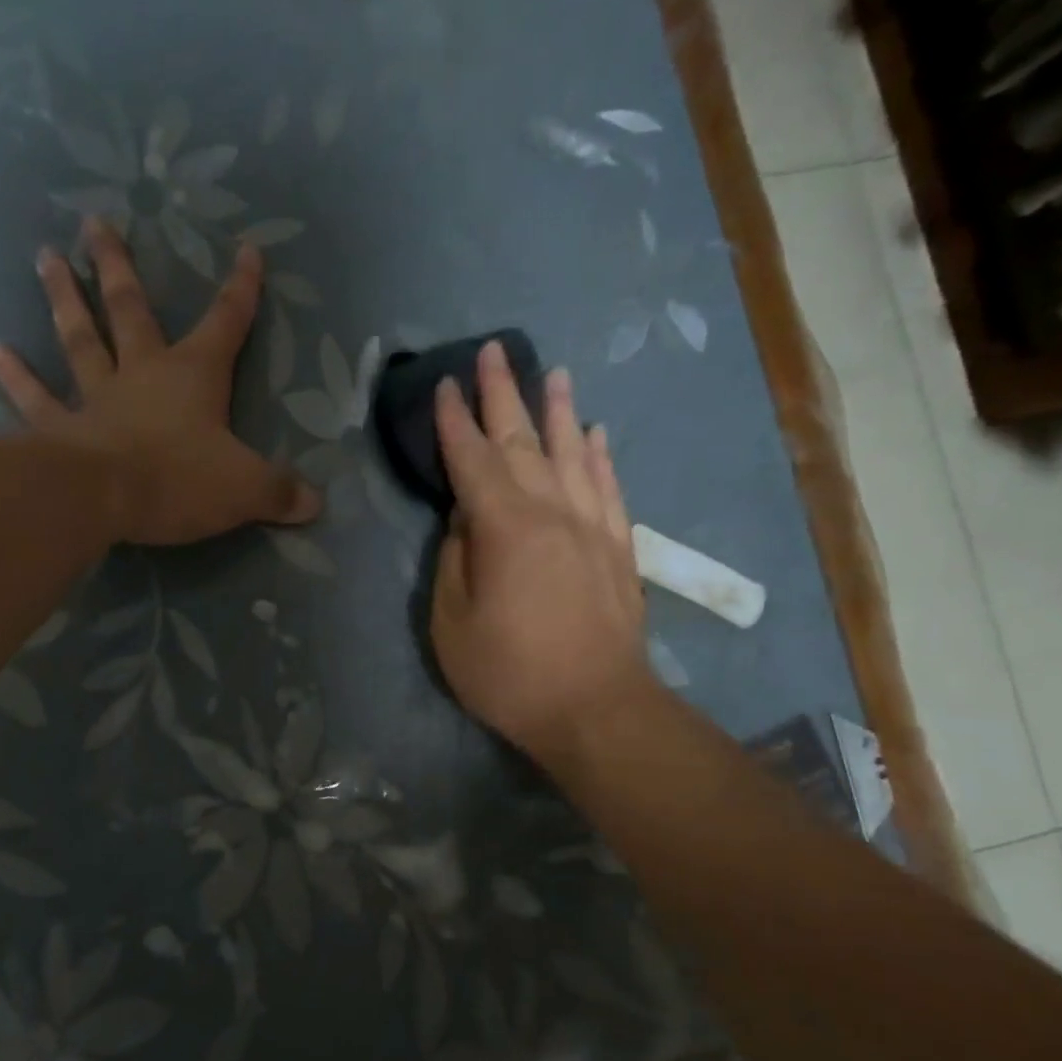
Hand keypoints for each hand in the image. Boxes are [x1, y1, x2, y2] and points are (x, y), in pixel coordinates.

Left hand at [0, 218, 320, 545]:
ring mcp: (96, 396)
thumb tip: (315, 504)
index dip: (241, 289)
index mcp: (194, 376)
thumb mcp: (246, 488)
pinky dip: (13, 375)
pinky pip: (34, 397)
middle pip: (130, 309)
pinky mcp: (60, 428)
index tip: (247, 251)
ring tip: (45, 256)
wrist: (104, 498)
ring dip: (63, 297)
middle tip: (94, 222)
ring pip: (79, 337)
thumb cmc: (180, 481)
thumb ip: (280, 493)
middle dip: (117, 266)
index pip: (226, 323)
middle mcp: (142, 373)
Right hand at [430, 342, 656, 761]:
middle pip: (523, 441)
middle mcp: (552, 512)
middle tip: (493, 351)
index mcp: (503, 527)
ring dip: (559, 410)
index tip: (442, 385)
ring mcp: (592, 527)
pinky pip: (609, 487)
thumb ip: (453, 560)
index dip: (453, 421)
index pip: (471, 459)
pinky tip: (596, 433)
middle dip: (503, 394)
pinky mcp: (619, 548)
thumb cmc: (510, 673)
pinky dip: (600, 455)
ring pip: (574, 452)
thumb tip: (464, 520)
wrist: (597, 709)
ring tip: (553, 373)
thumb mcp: (451, 623)